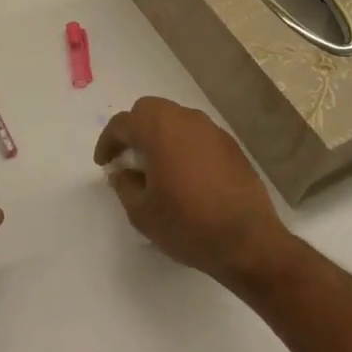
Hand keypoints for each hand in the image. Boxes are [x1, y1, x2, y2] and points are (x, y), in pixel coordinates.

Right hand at [94, 96, 293, 288]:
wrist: (247, 241)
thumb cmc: (187, 224)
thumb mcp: (141, 212)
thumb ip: (124, 185)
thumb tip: (122, 172)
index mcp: (158, 130)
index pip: (123, 123)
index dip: (107, 142)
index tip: (104, 163)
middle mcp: (186, 120)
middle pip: (150, 110)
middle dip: (134, 129)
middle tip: (128, 157)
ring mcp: (213, 131)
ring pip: (177, 119)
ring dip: (160, 135)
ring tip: (156, 166)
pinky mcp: (232, 147)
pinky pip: (198, 135)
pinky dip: (184, 145)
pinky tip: (184, 174)